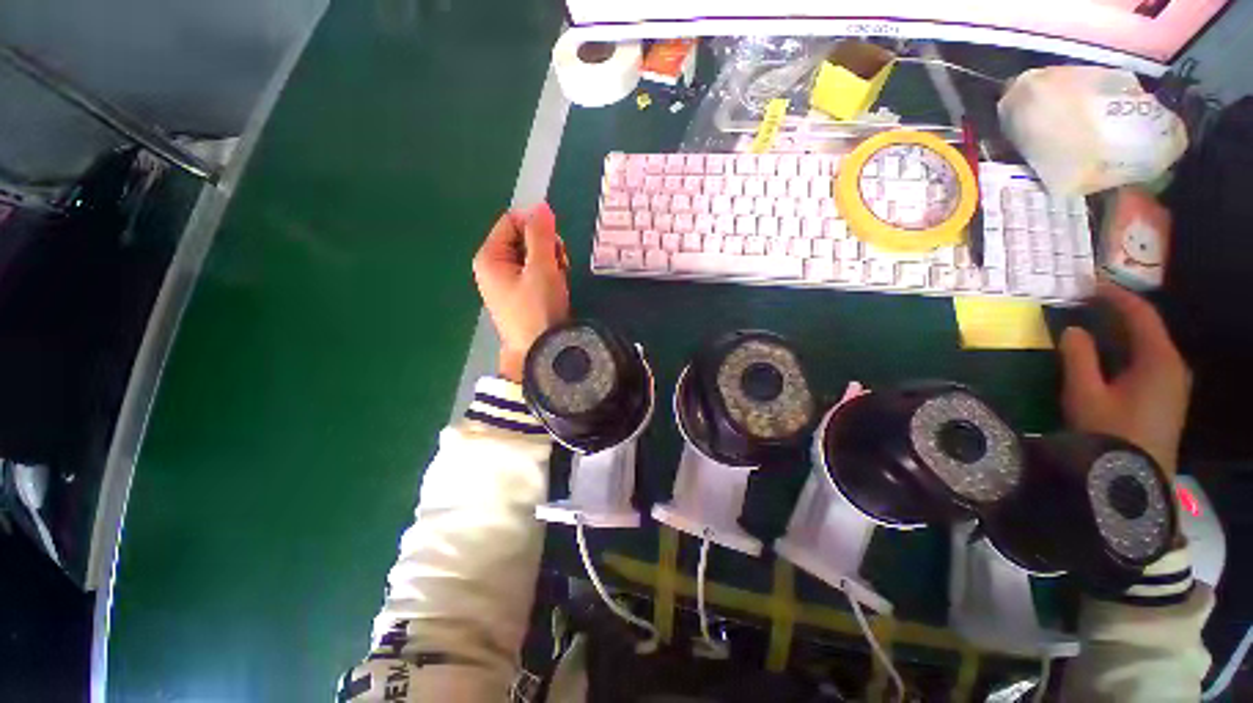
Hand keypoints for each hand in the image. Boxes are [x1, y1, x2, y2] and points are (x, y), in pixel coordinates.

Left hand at [472, 202, 569, 382]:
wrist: (539, 351)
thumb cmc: (538, 308)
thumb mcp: (542, 268)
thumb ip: (541, 235)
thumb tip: (541, 205)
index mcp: (490, 256)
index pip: (512, 220)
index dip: (537, 226)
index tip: (555, 245)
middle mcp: (493, 266)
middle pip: (522, 238)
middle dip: (546, 247)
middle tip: (559, 265)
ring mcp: (506, 282)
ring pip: (532, 256)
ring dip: (550, 262)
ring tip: (558, 281)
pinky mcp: (519, 294)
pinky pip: (534, 273)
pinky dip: (548, 276)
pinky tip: (555, 289)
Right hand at [1059, 282, 1190, 476]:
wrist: (1135, 482)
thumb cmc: (1110, 434)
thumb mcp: (1085, 394)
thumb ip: (1078, 357)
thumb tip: (1072, 330)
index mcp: (1158, 359)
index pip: (1140, 314)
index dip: (1114, 295)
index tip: (1087, 284)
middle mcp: (1174, 365)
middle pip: (1148, 328)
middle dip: (1118, 312)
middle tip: (1086, 304)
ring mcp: (1174, 384)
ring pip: (1149, 345)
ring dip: (1123, 332)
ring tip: (1093, 326)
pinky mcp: (1168, 399)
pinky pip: (1150, 362)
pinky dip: (1129, 350)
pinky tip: (1109, 357)